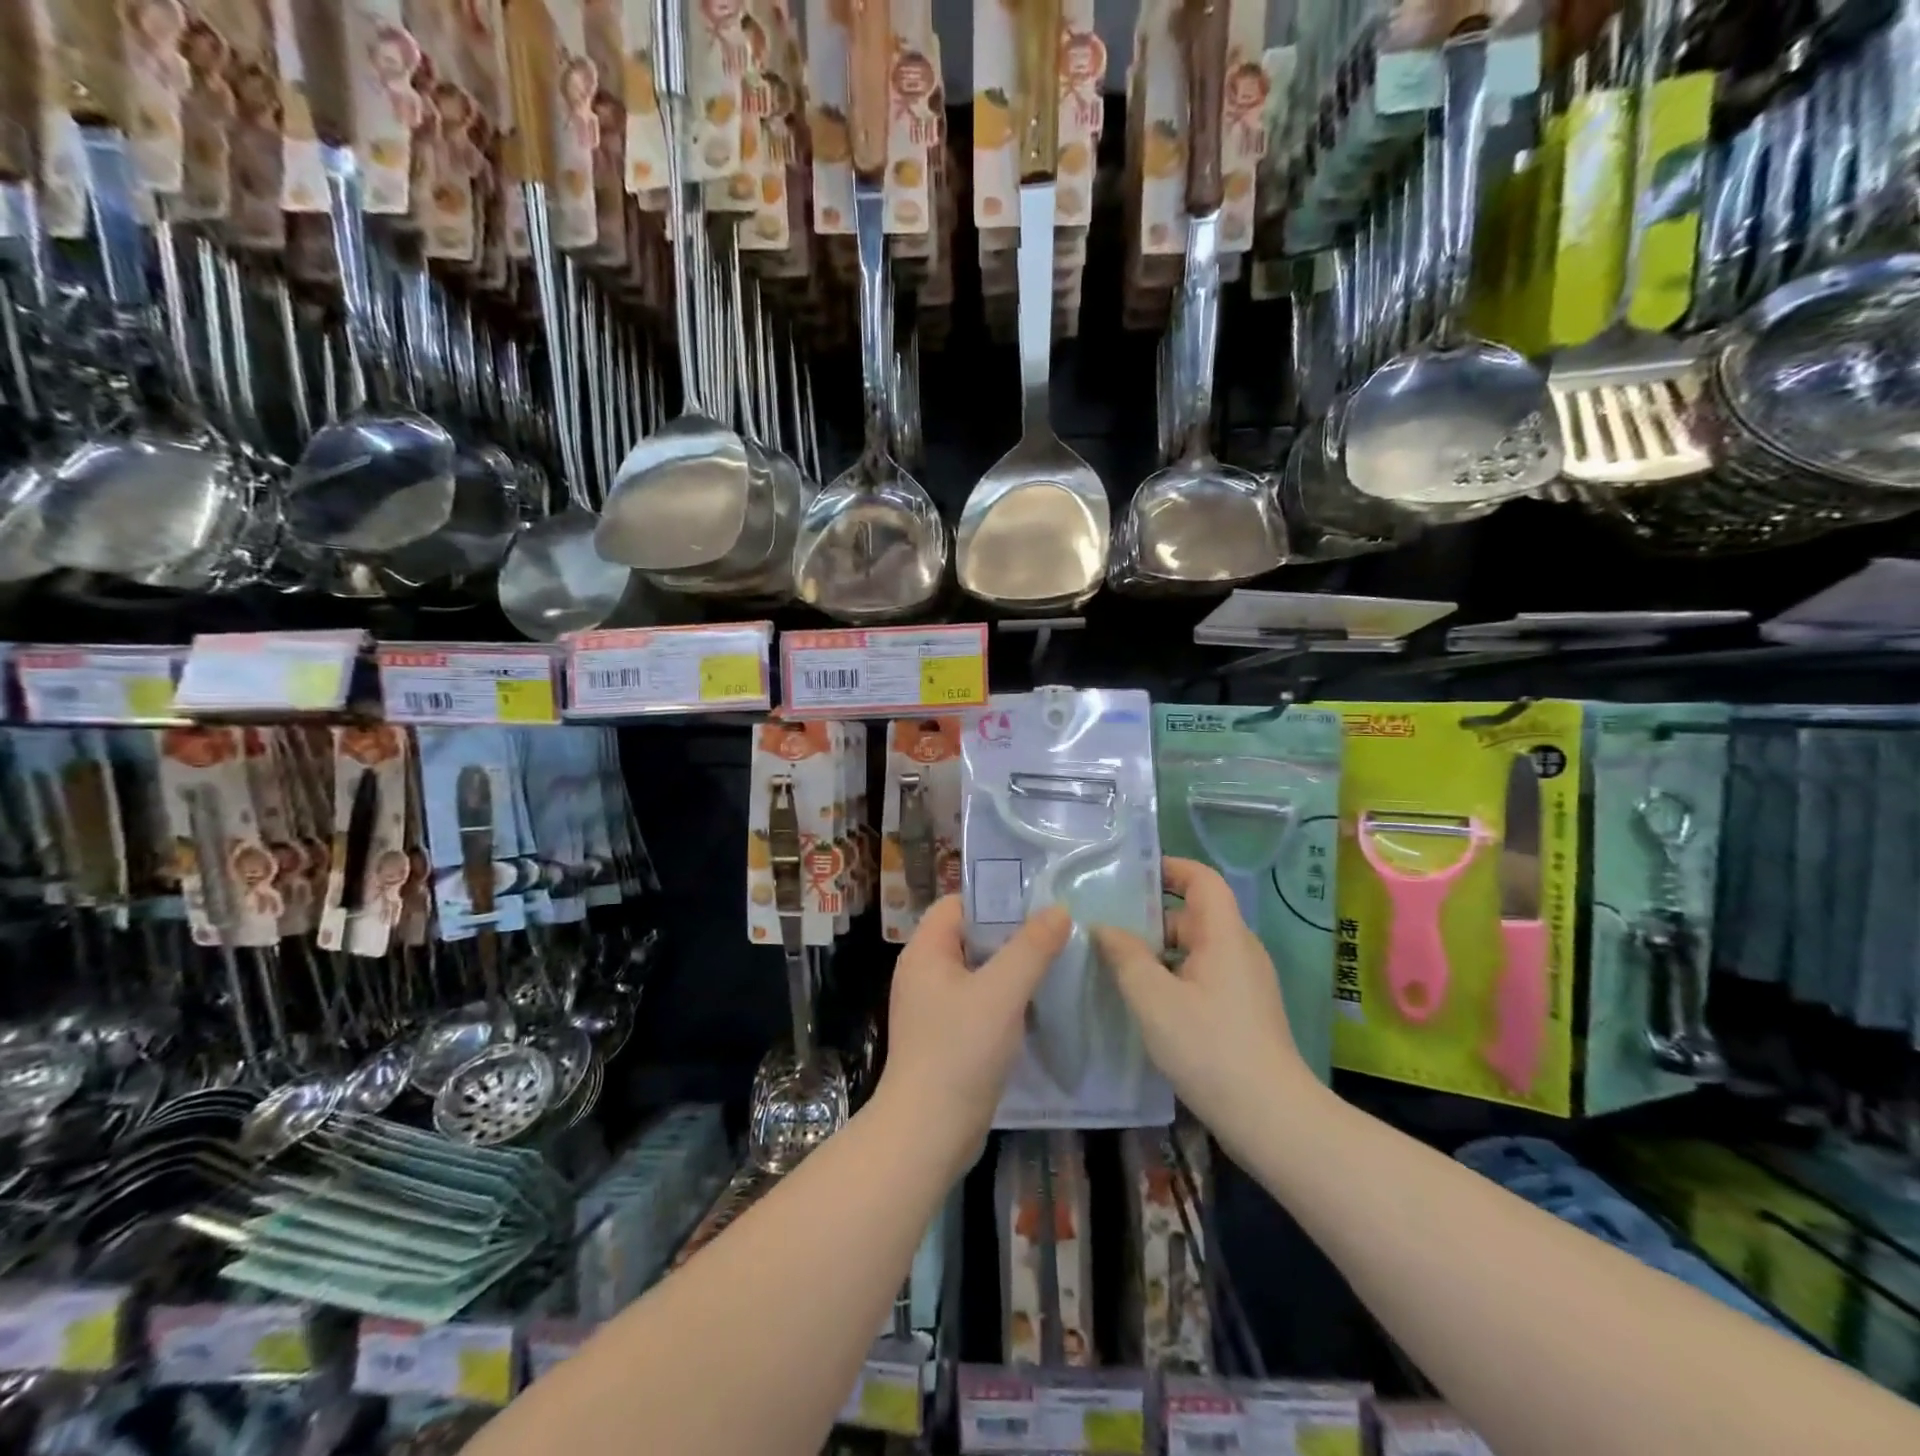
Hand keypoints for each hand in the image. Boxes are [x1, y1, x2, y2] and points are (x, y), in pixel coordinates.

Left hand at [878, 898, 1070, 1158]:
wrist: (927, 1133)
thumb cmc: (960, 1051)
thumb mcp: (1002, 992)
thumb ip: (1032, 948)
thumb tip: (1058, 910)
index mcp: (925, 952)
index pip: (958, 905)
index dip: (994, 899)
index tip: (1037, 905)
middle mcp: (923, 973)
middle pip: (970, 936)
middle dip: (1010, 934)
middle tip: (1054, 934)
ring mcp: (932, 1007)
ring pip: (977, 972)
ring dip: (1011, 969)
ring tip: (1053, 966)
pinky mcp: (945, 1037)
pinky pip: (978, 1002)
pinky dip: (1004, 1000)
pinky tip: (1035, 1008)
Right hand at [1093, 858, 1321, 1150]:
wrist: (1272, 1119)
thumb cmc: (1210, 1048)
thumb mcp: (1154, 999)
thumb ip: (1125, 957)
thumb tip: (1104, 928)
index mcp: (1224, 935)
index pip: (1202, 879)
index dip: (1169, 868)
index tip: (1129, 876)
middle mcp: (1239, 950)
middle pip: (1194, 914)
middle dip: (1150, 916)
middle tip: (1106, 926)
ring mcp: (1245, 982)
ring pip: (1196, 948)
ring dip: (1158, 951)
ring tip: (1115, 963)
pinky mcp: (1243, 1011)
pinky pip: (1203, 975)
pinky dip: (1173, 975)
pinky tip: (1144, 1000)